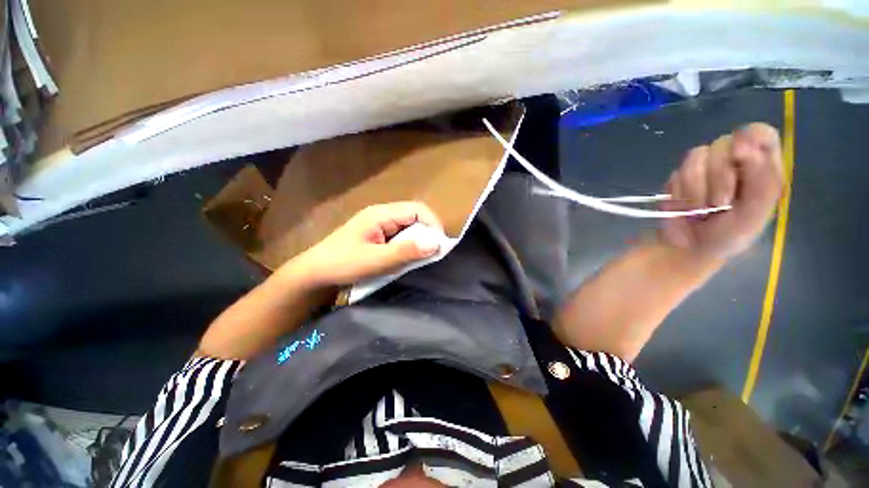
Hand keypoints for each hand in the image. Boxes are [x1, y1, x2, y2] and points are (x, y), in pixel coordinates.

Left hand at [292, 202, 443, 286]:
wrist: (314, 273)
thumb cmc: (342, 264)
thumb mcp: (376, 260)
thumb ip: (405, 251)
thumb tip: (436, 244)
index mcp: (381, 214)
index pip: (417, 210)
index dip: (432, 225)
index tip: (439, 246)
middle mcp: (382, 214)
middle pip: (414, 217)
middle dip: (426, 234)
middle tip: (429, 255)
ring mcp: (379, 224)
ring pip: (408, 227)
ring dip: (417, 242)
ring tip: (418, 259)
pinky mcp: (378, 235)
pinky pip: (401, 236)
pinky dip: (408, 246)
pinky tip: (405, 258)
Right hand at [659, 123, 783, 259]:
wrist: (689, 249)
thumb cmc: (729, 235)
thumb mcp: (754, 214)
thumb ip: (760, 180)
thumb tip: (742, 147)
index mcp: (761, 167)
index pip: (759, 133)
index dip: (748, 139)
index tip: (739, 157)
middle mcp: (733, 161)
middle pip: (724, 143)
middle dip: (719, 177)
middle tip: (719, 204)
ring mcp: (704, 167)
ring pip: (697, 155)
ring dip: (697, 188)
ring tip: (701, 210)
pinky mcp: (680, 177)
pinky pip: (677, 173)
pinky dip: (681, 193)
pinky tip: (685, 207)